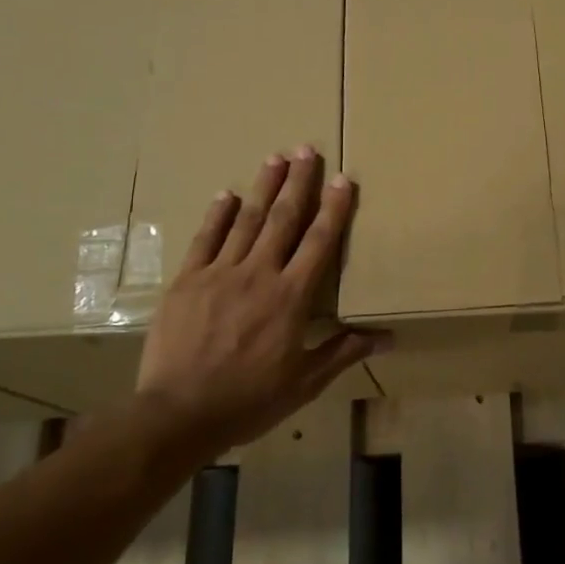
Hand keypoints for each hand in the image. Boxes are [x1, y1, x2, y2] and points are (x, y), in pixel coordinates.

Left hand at [133, 146, 379, 457]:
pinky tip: (228, 193)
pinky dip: (218, 215)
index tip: (342, 179)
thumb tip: (386, 337)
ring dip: (263, 187)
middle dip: (298, 182)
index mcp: (291, 297)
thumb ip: (343, 352)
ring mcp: (219, 274)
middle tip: (306, 149)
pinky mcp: (187, 281)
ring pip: (247, 221)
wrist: (178, 414)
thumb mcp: (304, 383)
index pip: (319, 242)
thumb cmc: (249, 401)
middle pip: (284, 219)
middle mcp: (258, 275)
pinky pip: (205, 239)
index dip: (333, 209)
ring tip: (275, 157)